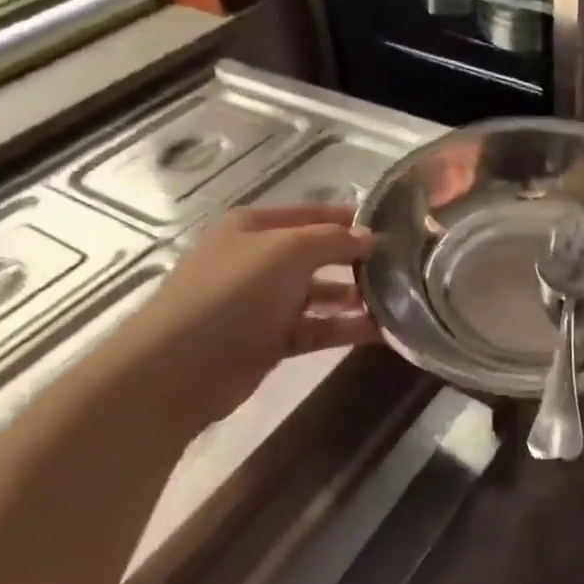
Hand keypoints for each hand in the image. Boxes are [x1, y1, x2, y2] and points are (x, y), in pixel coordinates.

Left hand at [95, 204, 376, 432]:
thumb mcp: (286, 252)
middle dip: (357, 259)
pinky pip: (316, 328)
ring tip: (399, 300)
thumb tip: (371, 238)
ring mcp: (263, 302)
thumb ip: (332, 240)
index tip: (394, 226)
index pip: (313, 213)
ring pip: (320, 294)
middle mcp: (259, 259)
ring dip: (355, 297)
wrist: (178, 369)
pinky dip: (344, 328)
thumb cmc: (231, 294)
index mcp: (254, 227)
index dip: (351, 218)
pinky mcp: (270, 341)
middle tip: (404, 267)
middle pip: (318, 254)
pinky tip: (380, 330)